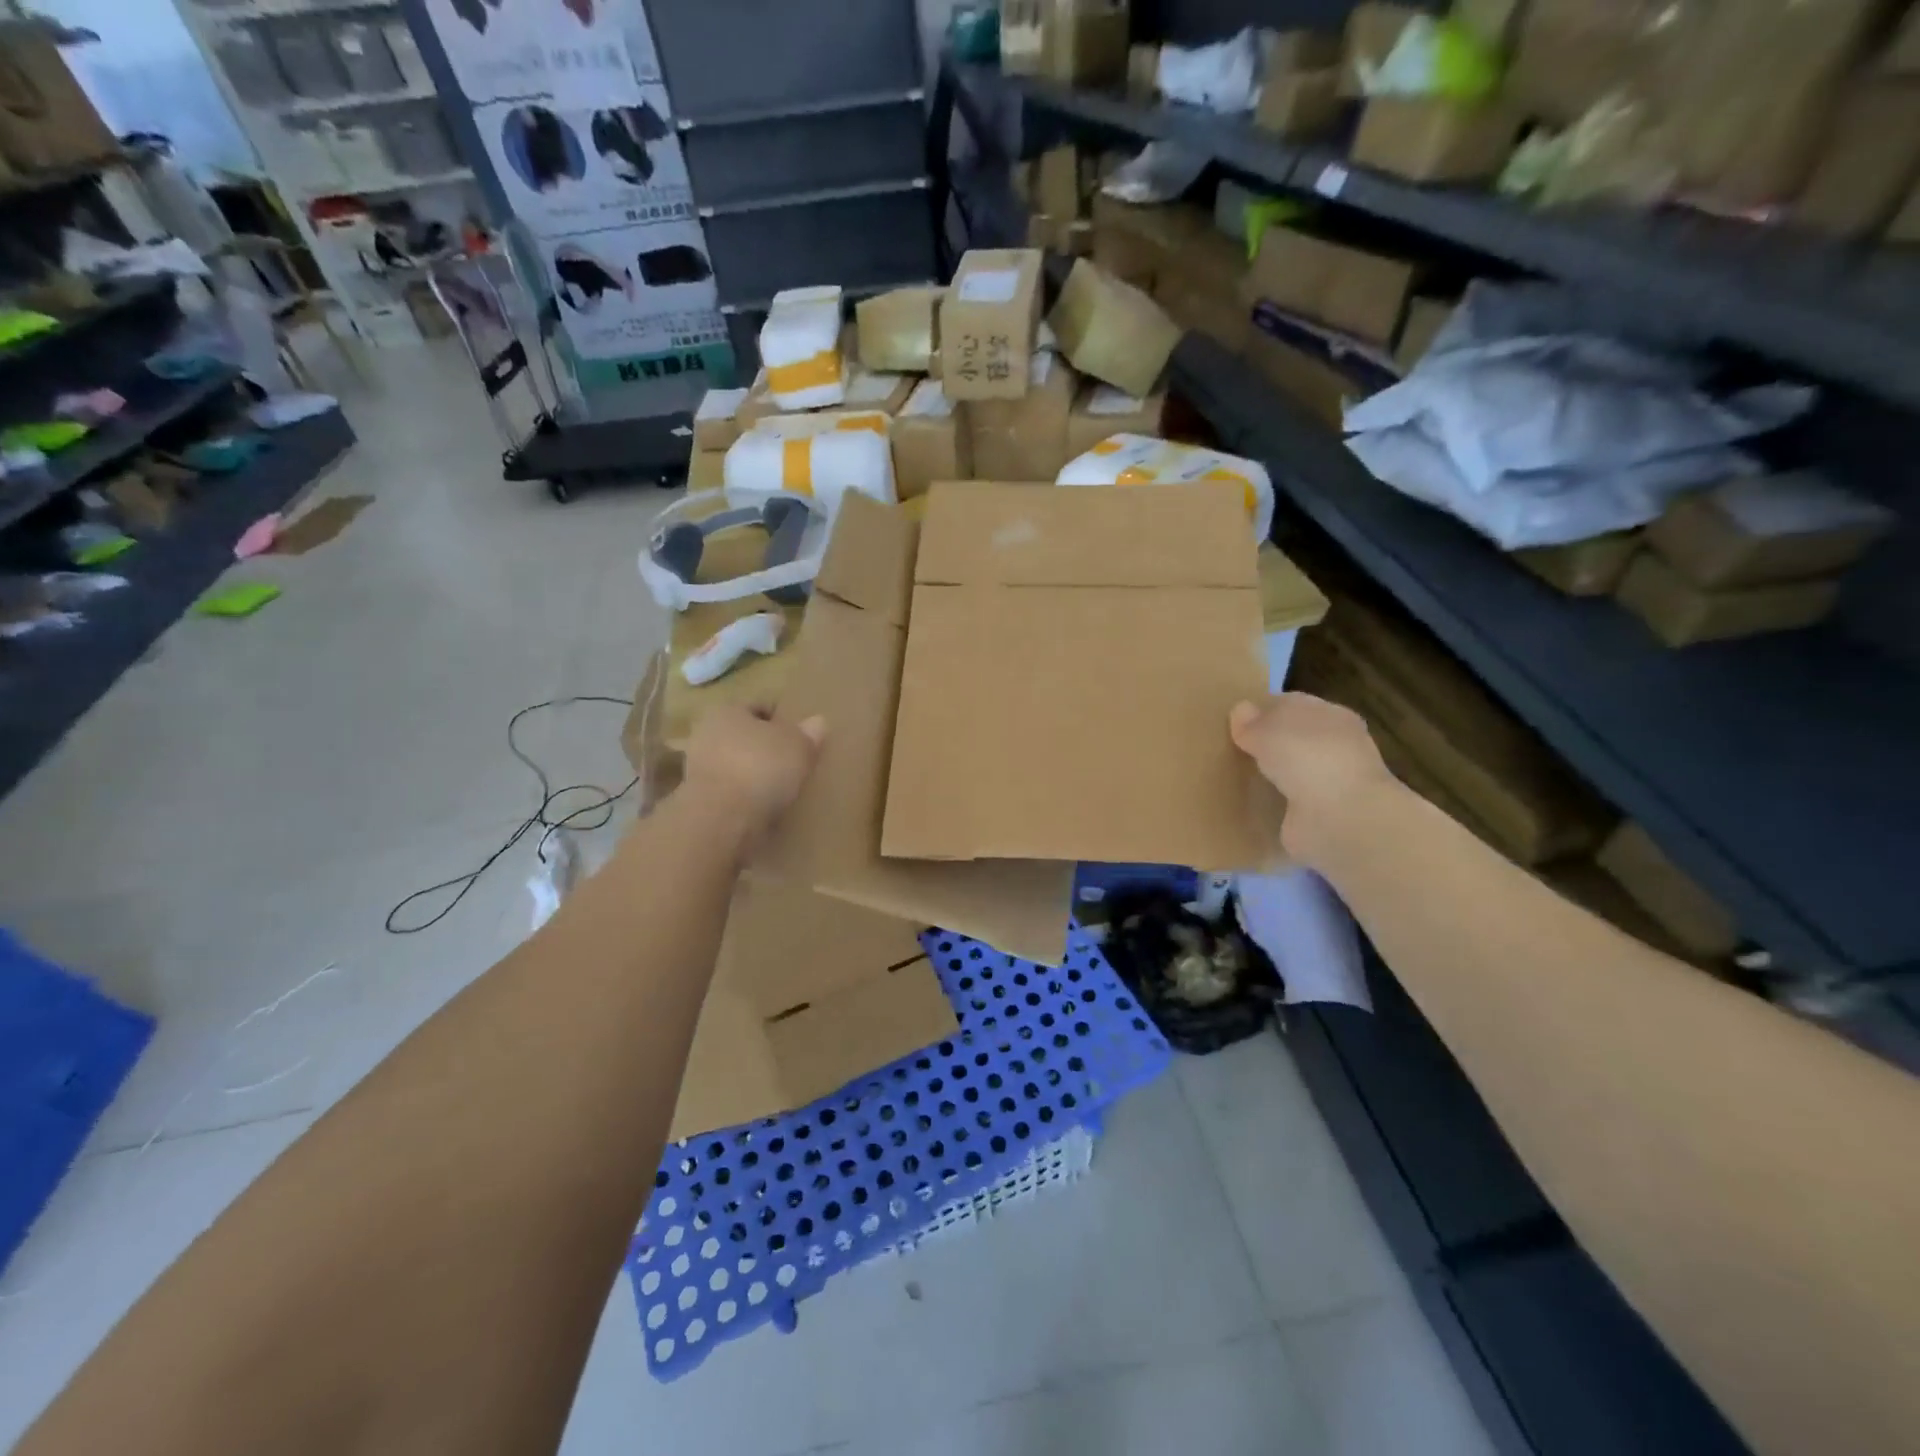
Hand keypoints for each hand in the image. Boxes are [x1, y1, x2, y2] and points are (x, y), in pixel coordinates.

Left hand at [682, 706, 824, 839]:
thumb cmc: (761, 768)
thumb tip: (817, 722)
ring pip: (735, 765)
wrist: (721, 819)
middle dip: (764, 747)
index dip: (781, 719)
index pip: (758, 707)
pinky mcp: (699, 800)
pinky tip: (765, 808)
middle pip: (743, 736)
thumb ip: (809, 733)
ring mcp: (698, 769)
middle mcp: (706, 734)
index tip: (800, 736)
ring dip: (754, 774)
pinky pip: (730, 792)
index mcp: (727, 710)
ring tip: (782, 788)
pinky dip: (745, 797)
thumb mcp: (799, 746)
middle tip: (792, 761)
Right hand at [1230, 693, 1394, 867]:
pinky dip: (1272, 802)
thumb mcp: (1268, 730)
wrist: (1339, 819)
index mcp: (1332, 716)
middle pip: (1292, 738)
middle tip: (1228, 747)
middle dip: (1265, 743)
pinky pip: (1287, 802)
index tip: (1232, 720)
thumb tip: (1239, 711)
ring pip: (1290, 770)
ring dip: (1269, 774)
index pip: (1292, 705)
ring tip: (1233, 774)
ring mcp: (1328, 783)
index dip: (1262, 710)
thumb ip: (1251, 722)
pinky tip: (1248, 802)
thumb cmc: (1308, 759)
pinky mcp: (1318, 815)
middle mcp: (1335, 748)